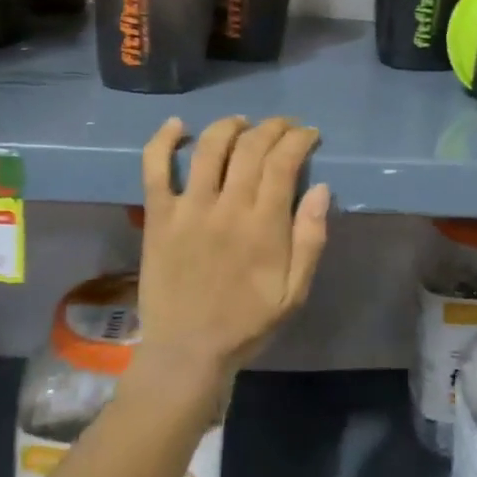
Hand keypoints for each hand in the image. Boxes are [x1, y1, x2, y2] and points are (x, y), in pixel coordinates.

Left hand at [134, 116, 330, 388]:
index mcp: (263, 225)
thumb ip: (310, 240)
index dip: (299, 139)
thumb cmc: (247, 323)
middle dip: (273, 127)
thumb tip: (321, 189)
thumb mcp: (294, 292)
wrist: (187, 352)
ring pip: (210, 148)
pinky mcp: (158, 216)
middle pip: (251, 147)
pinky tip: (177, 125)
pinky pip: (155, 169)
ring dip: (230, 126)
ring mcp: (188, 208)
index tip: (309, 135)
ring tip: (243, 123)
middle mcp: (227, 207)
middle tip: (284, 127)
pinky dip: (163, 141)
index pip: (283, 162)